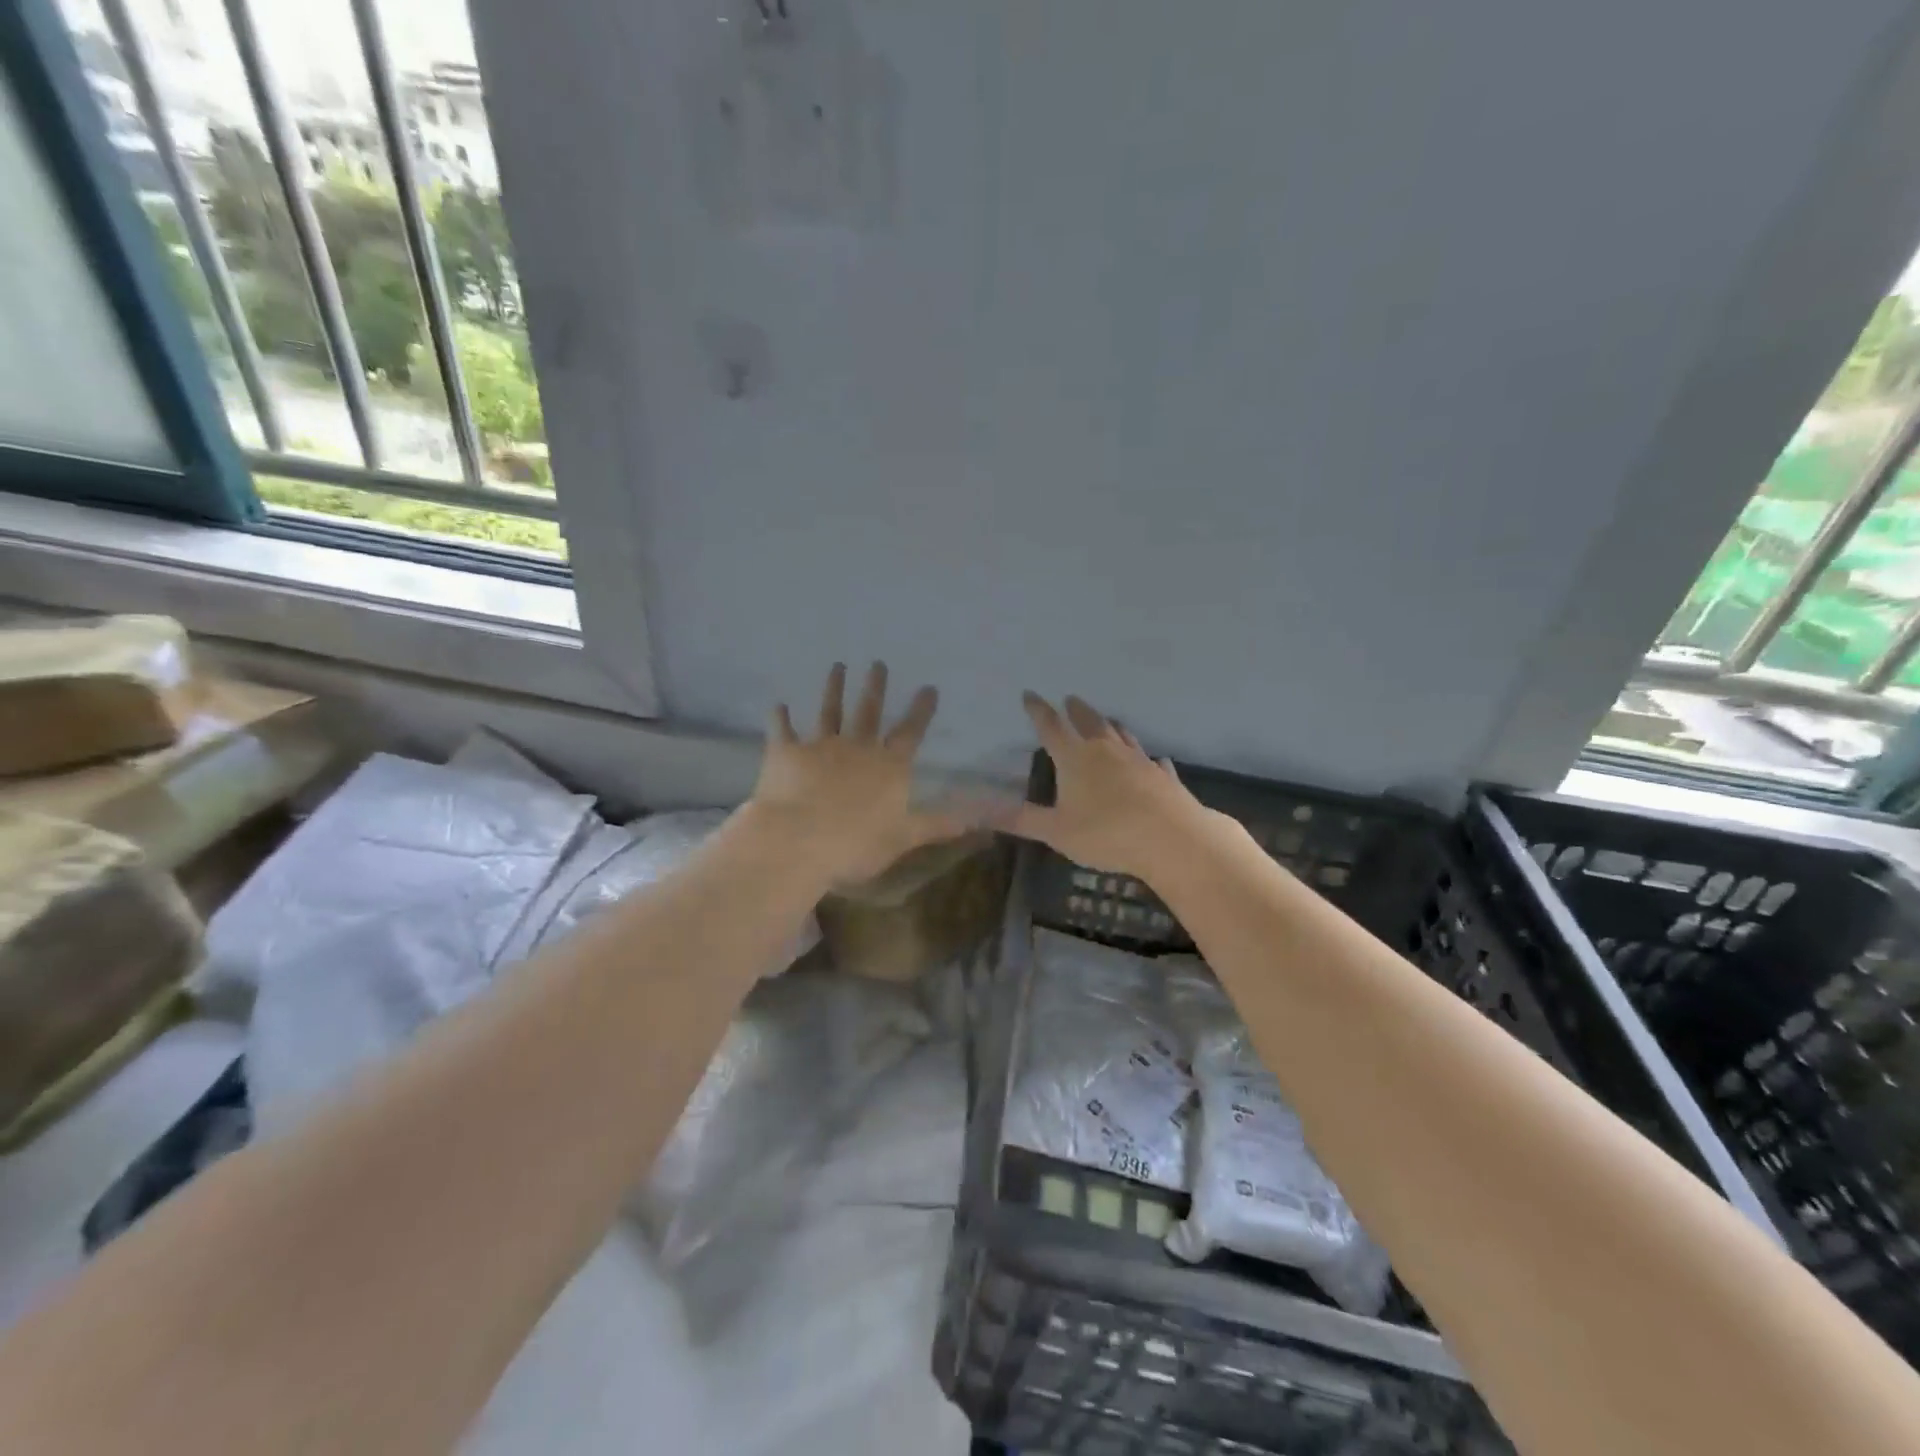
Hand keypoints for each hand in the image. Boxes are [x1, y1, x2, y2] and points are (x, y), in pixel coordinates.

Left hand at [747, 662, 979, 887]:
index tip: (928, 687)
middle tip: (877, 663)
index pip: (911, 733)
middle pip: (869, 712)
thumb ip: (937, 825)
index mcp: (889, 767)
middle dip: (875, 687)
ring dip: (834, 689)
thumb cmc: (855, 844)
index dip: (921, 710)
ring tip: (837, 666)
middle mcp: (858, 748)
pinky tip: (778, 705)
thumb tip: (976, 821)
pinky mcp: (786, 753)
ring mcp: (820, 747)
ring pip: (829, 711)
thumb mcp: (904, 838)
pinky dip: (780, 718)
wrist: (796, 841)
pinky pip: (783, 731)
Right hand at [1006, 692, 1222, 882]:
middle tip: (1070, 698)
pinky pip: (1154, 761)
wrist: (1171, 838)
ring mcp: (1139, 760)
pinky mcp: (1163, 776)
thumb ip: (1021, 819)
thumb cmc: (1106, 833)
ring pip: (1123, 735)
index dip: (1038, 710)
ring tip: (1108, 719)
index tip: (1030, 694)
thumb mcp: (1055, 831)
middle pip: (1089, 721)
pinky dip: (1149, 758)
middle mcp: (1106, 750)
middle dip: (1076, 710)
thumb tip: (980, 809)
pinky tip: (1155, 759)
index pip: (1051, 727)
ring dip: (1111, 725)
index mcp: (1075, 758)